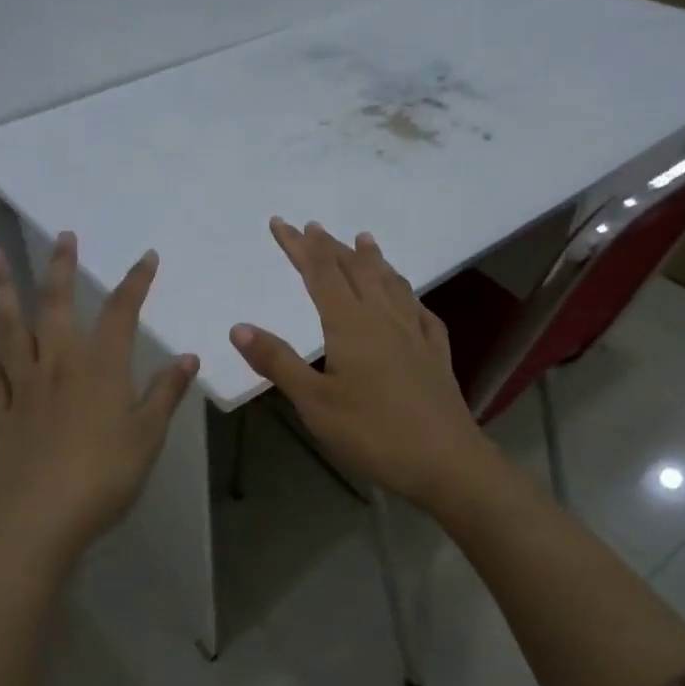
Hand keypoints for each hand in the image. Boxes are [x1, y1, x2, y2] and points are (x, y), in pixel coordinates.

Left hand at [0, 233, 197, 567]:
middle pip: (58, 306)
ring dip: (2, 290)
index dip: (136, 282)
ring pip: (12, 328)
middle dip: (62, 269)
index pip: (122, 313)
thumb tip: (187, 358)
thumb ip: (165, 394)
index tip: (146, 256)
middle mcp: (60, 364)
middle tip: (63, 236)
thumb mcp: (147, 437)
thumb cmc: (103, 476)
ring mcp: (25, 386)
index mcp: (101, 368)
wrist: (37, 518)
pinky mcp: (1, 411)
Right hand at [230, 219, 495, 510]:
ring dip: (371, 258)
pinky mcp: (436, 352)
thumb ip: (278, 362)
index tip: (280, 223)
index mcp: (350, 324)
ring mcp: (415, 332)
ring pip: (390, 282)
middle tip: (312, 227)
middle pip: (355, 270)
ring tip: (363, 239)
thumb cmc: (372, 432)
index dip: (298, 246)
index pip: (319, 272)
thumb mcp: (314, 402)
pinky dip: (406, 291)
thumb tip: (239, 328)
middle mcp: (384, 317)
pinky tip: (408, 296)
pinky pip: (419, 308)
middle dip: (329, 247)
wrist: (445, 461)